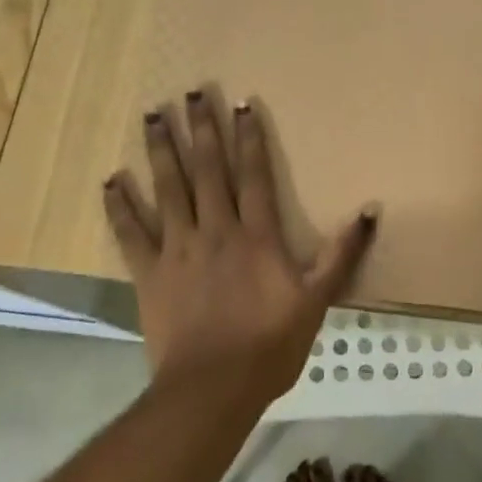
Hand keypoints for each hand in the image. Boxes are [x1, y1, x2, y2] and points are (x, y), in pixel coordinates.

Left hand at [103, 90, 379, 408]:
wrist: (213, 390)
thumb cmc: (269, 345)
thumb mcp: (317, 300)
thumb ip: (342, 254)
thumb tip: (370, 210)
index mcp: (255, 234)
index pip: (253, 174)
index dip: (249, 137)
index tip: (240, 104)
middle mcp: (215, 229)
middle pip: (207, 169)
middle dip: (199, 128)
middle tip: (190, 92)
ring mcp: (177, 248)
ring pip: (168, 188)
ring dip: (160, 149)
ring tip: (151, 115)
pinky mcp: (149, 273)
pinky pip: (130, 233)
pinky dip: (119, 206)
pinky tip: (110, 180)